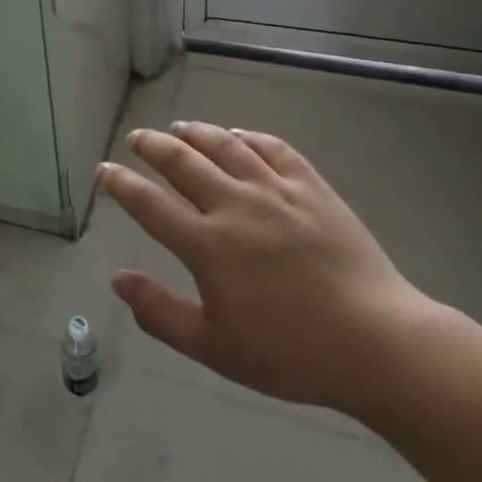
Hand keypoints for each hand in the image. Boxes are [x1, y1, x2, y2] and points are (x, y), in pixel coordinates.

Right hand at [99, 121, 433, 419]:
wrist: (377, 343)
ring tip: (179, 127)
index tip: (105, 170)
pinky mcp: (311, 187)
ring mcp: (276, 191)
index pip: (150, 204)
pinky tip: (239, 137)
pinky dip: (248, 136)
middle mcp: (235, 206)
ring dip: (195, 132)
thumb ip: (160, 313)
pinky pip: (272, 148)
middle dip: (152, 146)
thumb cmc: (292, 353)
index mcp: (208, 246)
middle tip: (136, 139)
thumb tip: (117, 280)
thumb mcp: (215, 349)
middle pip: (182, 162)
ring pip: (225, 145)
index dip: (121, 184)